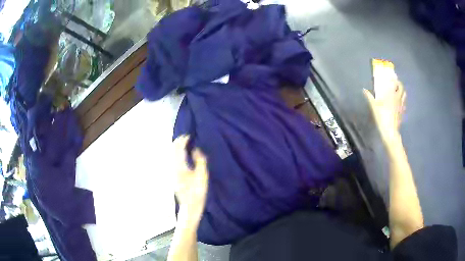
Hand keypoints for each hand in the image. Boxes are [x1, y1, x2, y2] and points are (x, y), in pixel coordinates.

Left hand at [173, 136, 208, 225]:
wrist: (190, 206)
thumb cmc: (197, 192)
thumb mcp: (202, 176)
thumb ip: (200, 160)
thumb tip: (196, 149)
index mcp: (179, 166)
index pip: (178, 148)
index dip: (183, 140)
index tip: (189, 135)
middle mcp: (173, 167)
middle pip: (173, 150)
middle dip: (179, 142)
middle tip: (187, 138)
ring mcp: (172, 172)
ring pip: (172, 155)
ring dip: (177, 147)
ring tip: (186, 144)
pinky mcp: (173, 176)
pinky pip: (173, 160)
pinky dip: (177, 154)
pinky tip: (183, 155)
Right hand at [363, 80, 405, 142]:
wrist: (390, 131)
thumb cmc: (382, 117)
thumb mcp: (374, 107)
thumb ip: (370, 97)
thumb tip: (364, 89)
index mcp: (392, 95)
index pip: (396, 83)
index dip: (394, 79)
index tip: (391, 77)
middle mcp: (398, 98)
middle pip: (402, 88)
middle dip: (399, 84)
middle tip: (395, 83)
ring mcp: (401, 106)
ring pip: (404, 95)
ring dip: (402, 91)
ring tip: (398, 91)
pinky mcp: (402, 112)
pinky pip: (404, 103)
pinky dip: (402, 100)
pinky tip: (399, 102)